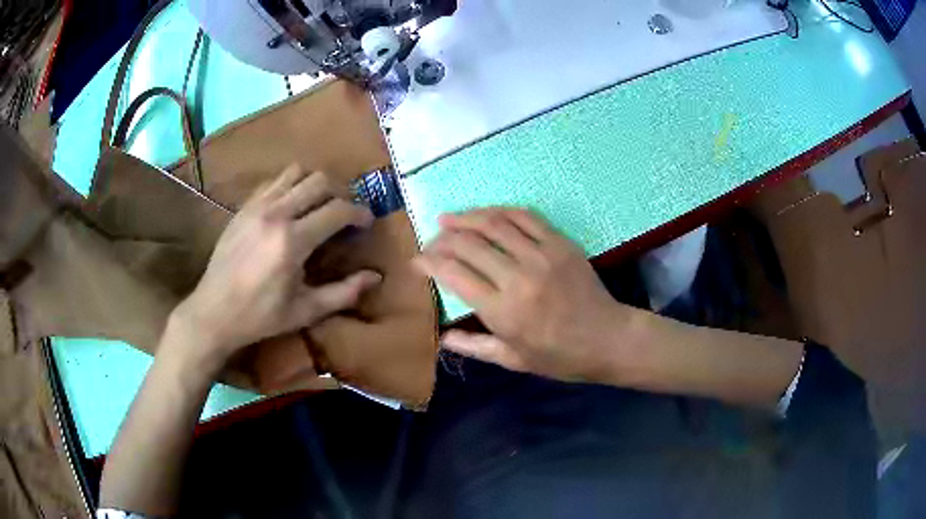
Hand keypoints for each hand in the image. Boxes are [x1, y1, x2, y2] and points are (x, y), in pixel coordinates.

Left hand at [168, 165, 381, 373]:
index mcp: (293, 242)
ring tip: (319, 203)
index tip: (367, 222)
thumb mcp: (306, 311)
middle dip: (340, 192)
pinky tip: (291, 206)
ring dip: (314, 183)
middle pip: (319, 181)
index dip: (359, 212)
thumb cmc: (261, 316)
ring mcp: (256, 207)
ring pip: (296, 172)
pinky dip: (289, 185)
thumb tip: (376, 277)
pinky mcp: (243, 207)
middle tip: (345, 212)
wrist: (214, 312)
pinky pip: (273, 181)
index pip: (337, 210)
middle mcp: (276, 214)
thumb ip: (344, 292)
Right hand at [415, 208, 642, 382]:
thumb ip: (473, 346)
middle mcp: (517, 277)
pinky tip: (487, 214)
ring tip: (449, 218)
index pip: (453, 273)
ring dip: (466, 217)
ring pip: (493, 223)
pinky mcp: (560, 243)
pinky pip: (525, 217)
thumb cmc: (559, 357)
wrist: (607, 339)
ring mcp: (541, 256)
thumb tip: (441, 337)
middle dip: (442, 238)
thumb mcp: (512, 360)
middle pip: (468, 244)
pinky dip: (500, 212)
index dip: (428, 261)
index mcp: (502, 311)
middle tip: (432, 240)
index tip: (417, 260)